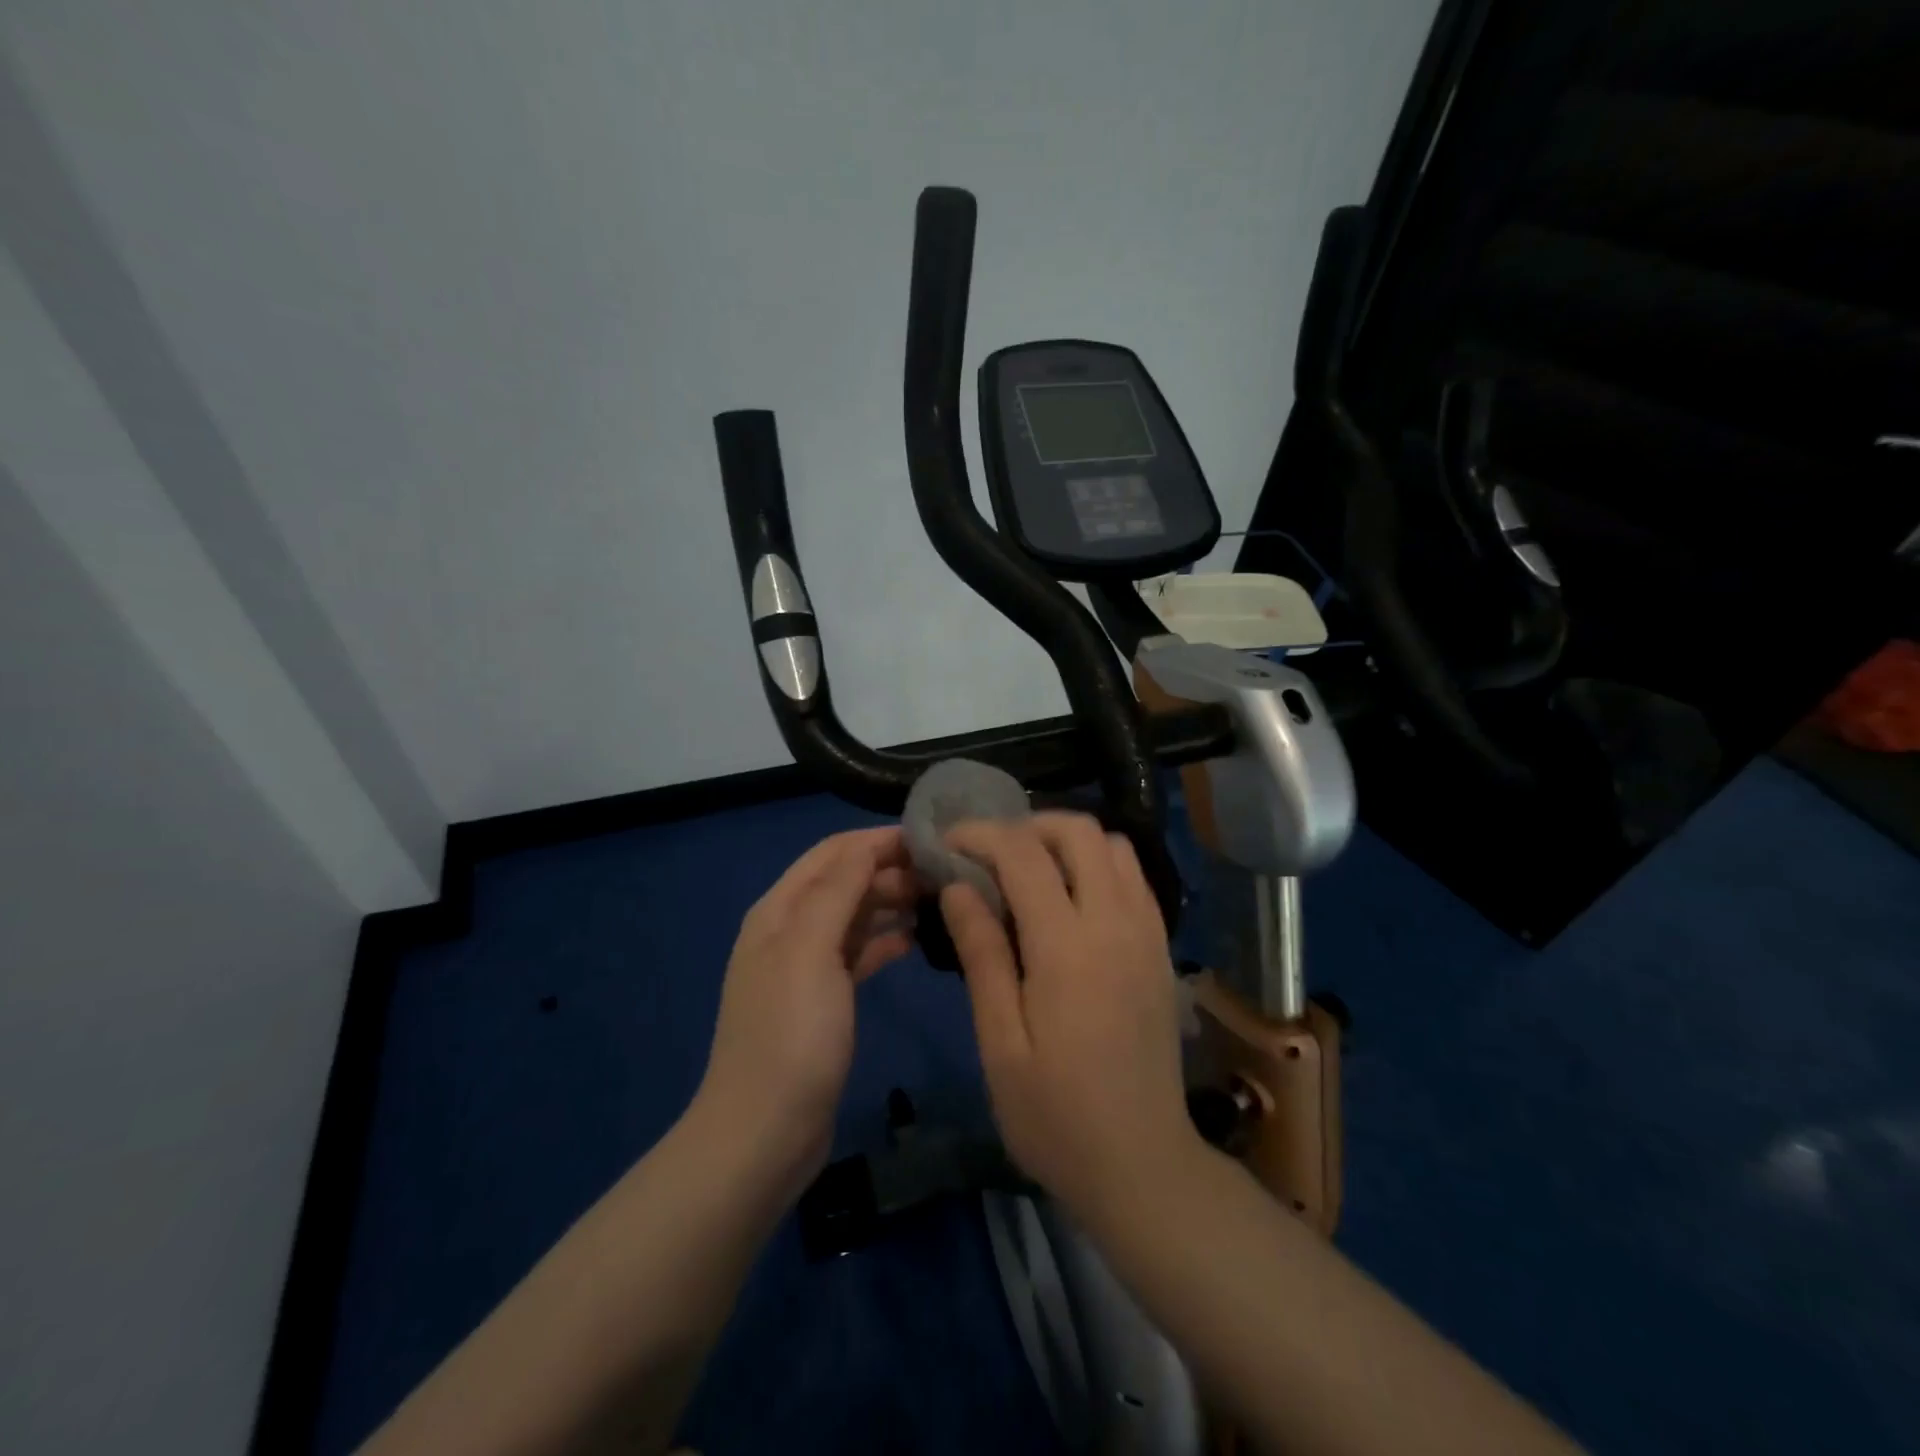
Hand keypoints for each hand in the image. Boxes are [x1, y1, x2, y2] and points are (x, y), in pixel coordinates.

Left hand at [696, 826, 919, 1184]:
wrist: (764, 1133)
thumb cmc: (791, 1033)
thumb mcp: (811, 949)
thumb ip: (838, 890)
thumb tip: (869, 844)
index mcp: (780, 910)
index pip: (833, 852)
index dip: (878, 840)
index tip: (931, 839)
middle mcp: (790, 930)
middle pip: (845, 881)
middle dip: (890, 870)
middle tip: (945, 875)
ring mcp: (806, 967)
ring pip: (855, 917)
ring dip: (891, 903)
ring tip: (940, 901)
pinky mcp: (824, 1000)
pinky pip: (858, 954)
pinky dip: (885, 941)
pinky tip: (916, 941)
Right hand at [941, 813, 1201, 1216]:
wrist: (1142, 1165)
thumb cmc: (1055, 1115)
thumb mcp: (1000, 1042)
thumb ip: (982, 954)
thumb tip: (958, 887)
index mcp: (1067, 946)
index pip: (1022, 853)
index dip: (980, 834)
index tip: (948, 843)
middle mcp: (1115, 922)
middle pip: (1079, 831)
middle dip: (1027, 824)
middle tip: (989, 853)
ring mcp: (1147, 932)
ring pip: (1114, 845)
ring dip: (1067, 841)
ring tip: (1029, 870)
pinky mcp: (1161, 948)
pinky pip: (1134, 877)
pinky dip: (1099, 864)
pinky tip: (1071, 899)